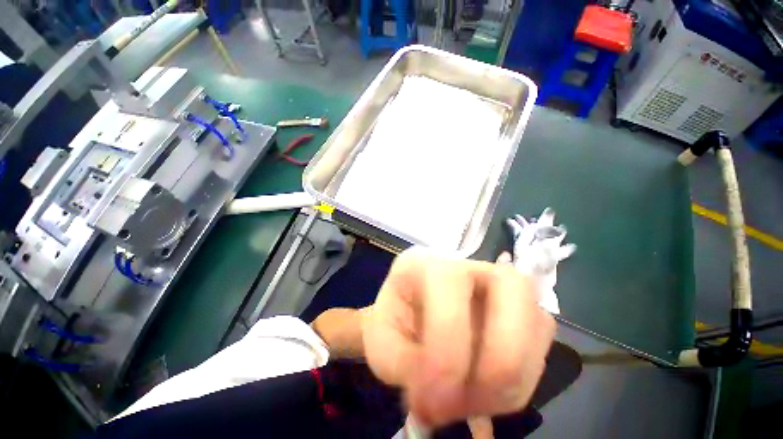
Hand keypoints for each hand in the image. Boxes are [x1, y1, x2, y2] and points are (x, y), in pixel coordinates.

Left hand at [362, 249, 554, 426]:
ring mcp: (497, 285)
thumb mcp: (383, 342)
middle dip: (501, 359)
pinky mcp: (517, 309)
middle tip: (468, 406)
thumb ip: (405, 366)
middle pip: (513, 287)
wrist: (408, 309)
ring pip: (537, 319)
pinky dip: (521, 380)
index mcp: (426, 263)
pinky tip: (488, 391)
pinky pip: (540, 344)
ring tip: (476, 404)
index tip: (432, 406)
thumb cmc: (394, 320)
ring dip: (515, 377)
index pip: (449, 286)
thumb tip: (441, 399)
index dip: (447, 350)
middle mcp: (467, 264)